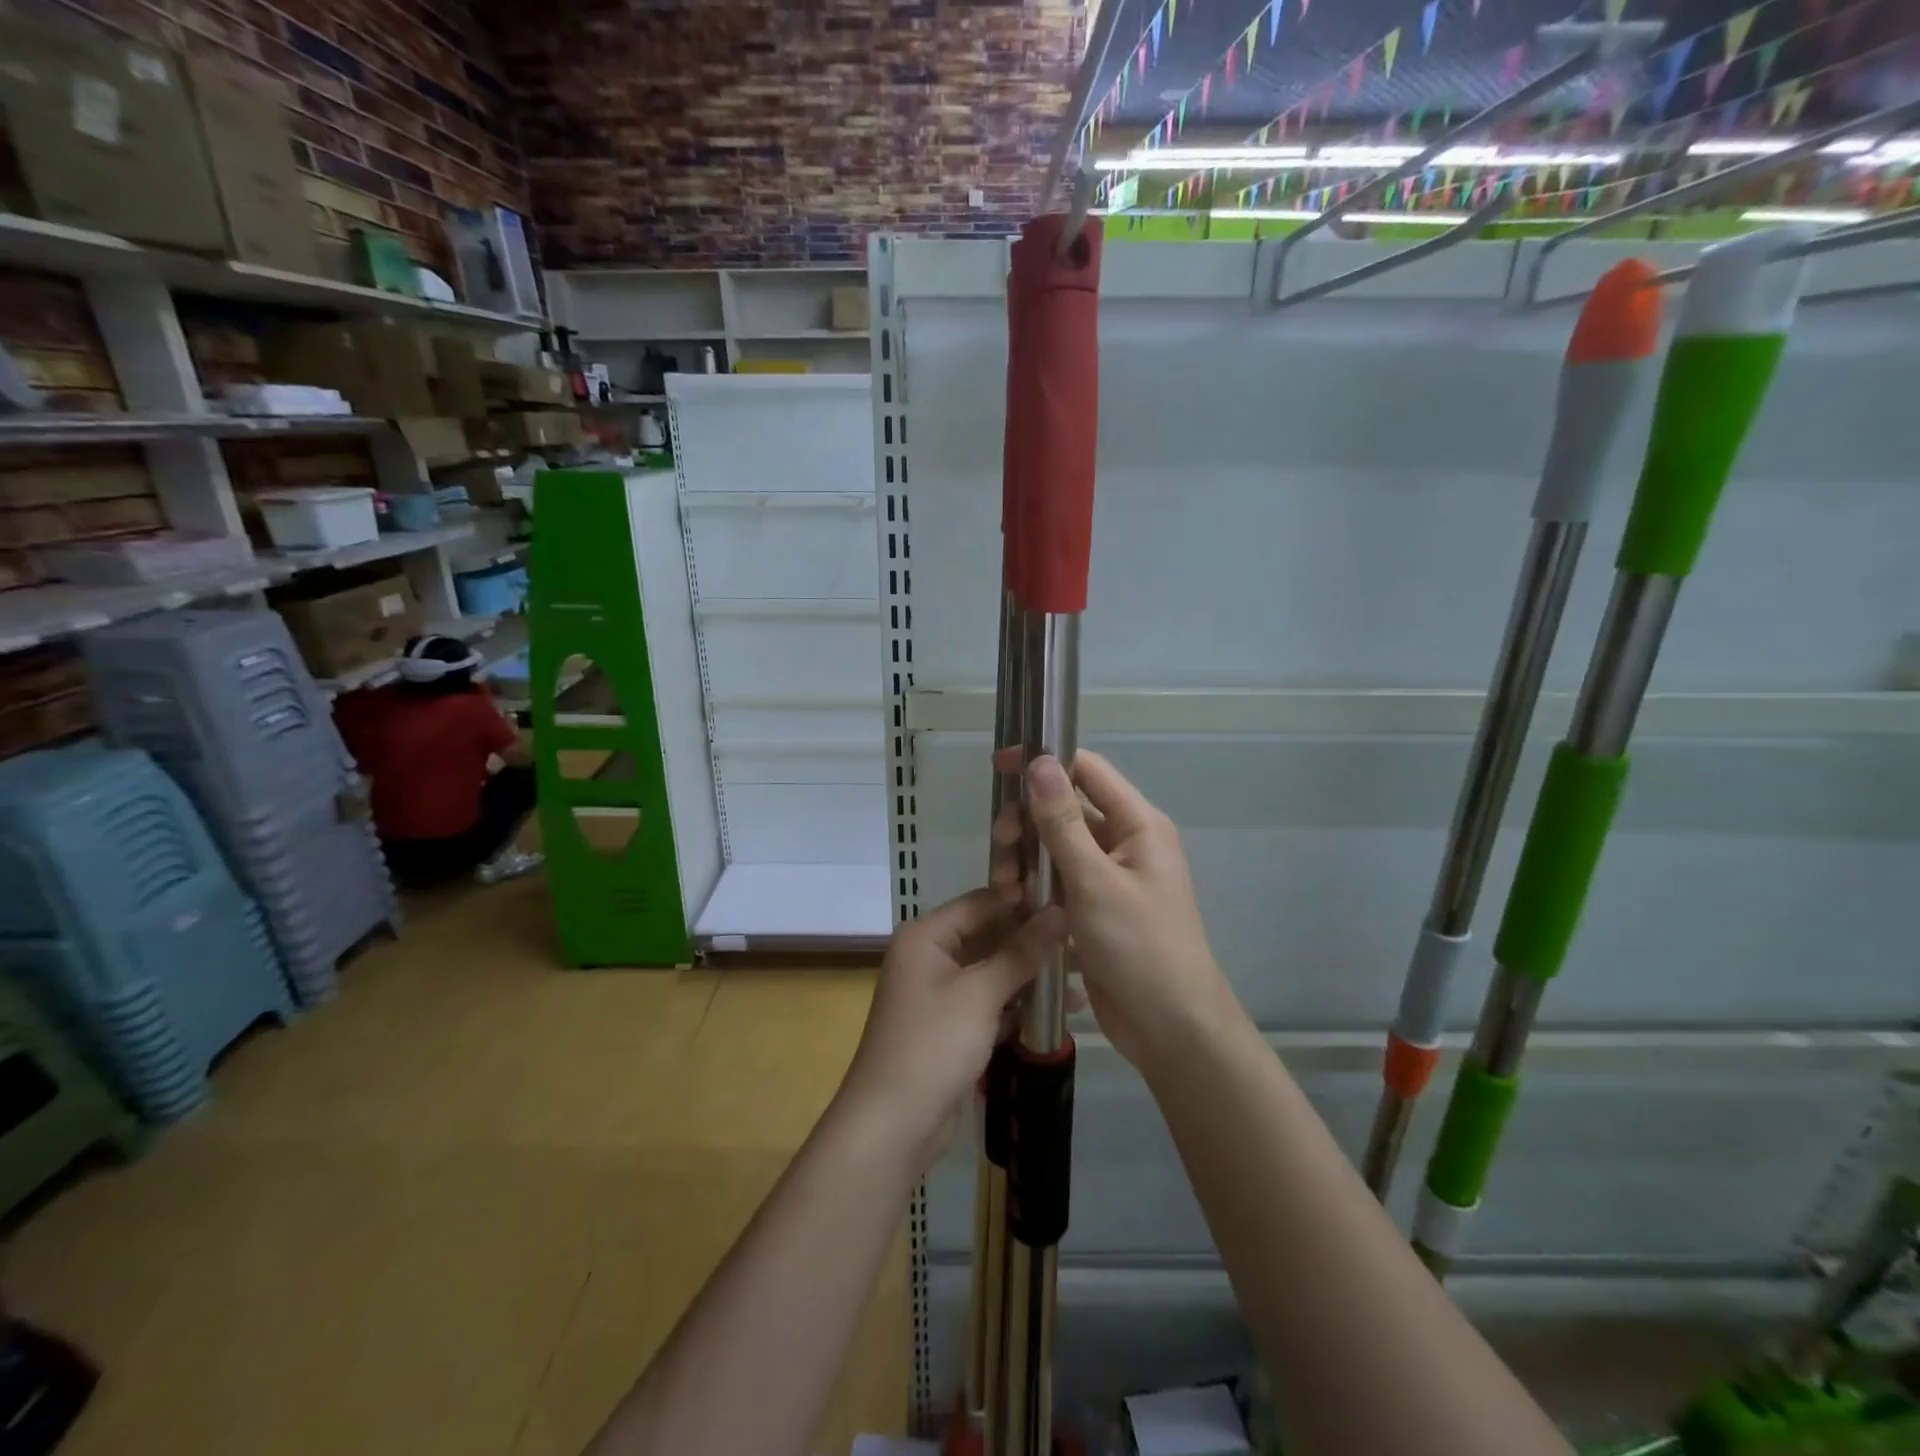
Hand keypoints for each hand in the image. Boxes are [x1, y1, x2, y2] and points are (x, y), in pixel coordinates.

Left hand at [840, 889, 1063, 1166]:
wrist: (892, 1125)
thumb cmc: (933, 1045)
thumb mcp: (981, 993)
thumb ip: (1022, 951)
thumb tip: (1059, 911)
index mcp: (926, 935)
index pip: (983, 901)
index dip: (1025, 899)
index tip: (1073, 897)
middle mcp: (930, 956)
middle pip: (989, 935)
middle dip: (1034, 941)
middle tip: (1085, 940)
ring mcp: (939, 992)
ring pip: (993, 970)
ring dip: (1031, 975)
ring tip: (1082, 976)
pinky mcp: (951, 1026)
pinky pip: (990, 1001)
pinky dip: (1018, 1003)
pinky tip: (1060, 1010)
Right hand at [994, 752, 1233, 1069]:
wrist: (1171, 1028)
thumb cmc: (1139, 947)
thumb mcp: (1094, 882)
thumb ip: (1063, 822)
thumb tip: (1040, 762)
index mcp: (1138, 824)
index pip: (1087, 770)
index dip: (1045, 761)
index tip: (1000, 767)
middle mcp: (1125, 842)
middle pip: (1065, 810)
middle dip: (1027, 823)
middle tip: (1000, 848)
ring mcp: (1109, 877)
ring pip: (1056, 848)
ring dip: (1026, 860)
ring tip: (1006, 890)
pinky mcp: (1095, 907)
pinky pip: (1058, 881)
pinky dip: (1035, 887)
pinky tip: (1015, 907)